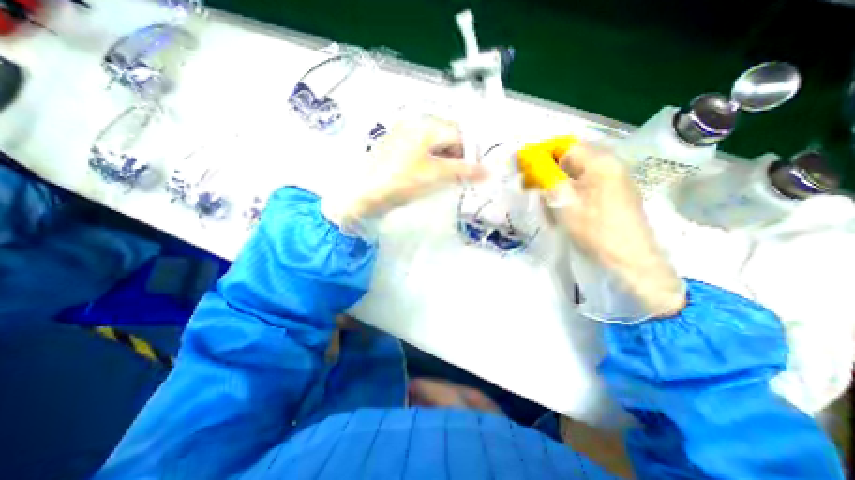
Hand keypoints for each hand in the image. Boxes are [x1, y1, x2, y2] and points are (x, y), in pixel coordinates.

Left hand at [348, 117, 486, 218]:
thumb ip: (463, 171)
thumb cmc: (401, 181)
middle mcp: (414, 123)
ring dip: (445, 160)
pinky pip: (421, 150)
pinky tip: (429, 176)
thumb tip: (488, 172)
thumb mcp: (435, 175)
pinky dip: (431, 161)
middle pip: (446, 137)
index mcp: (425, 125)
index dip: (470, 153)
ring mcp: (402, 134)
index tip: (475, 172)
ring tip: (446, 179)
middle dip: (457, 157)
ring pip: (434, 144)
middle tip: (460, 178)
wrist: (362, 193)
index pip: (458, 134)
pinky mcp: (395, 147)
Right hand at [515, 139, 685, 317]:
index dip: (540, 153)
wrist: (629, 259)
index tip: (524, 168)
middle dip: (548, 172)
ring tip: (547, 205)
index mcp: (600, 161)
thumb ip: (546, 176)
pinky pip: (584, 186)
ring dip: (556, 185)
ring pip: (575, 174)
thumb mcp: (564, 201)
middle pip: (570, 159)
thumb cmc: (594, 229)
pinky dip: (568, 193)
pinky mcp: (613, 194)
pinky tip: (562, 210)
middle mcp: (610, 165)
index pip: (564, 145)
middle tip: (532, 189)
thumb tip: (530, 160)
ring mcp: (614, 180)